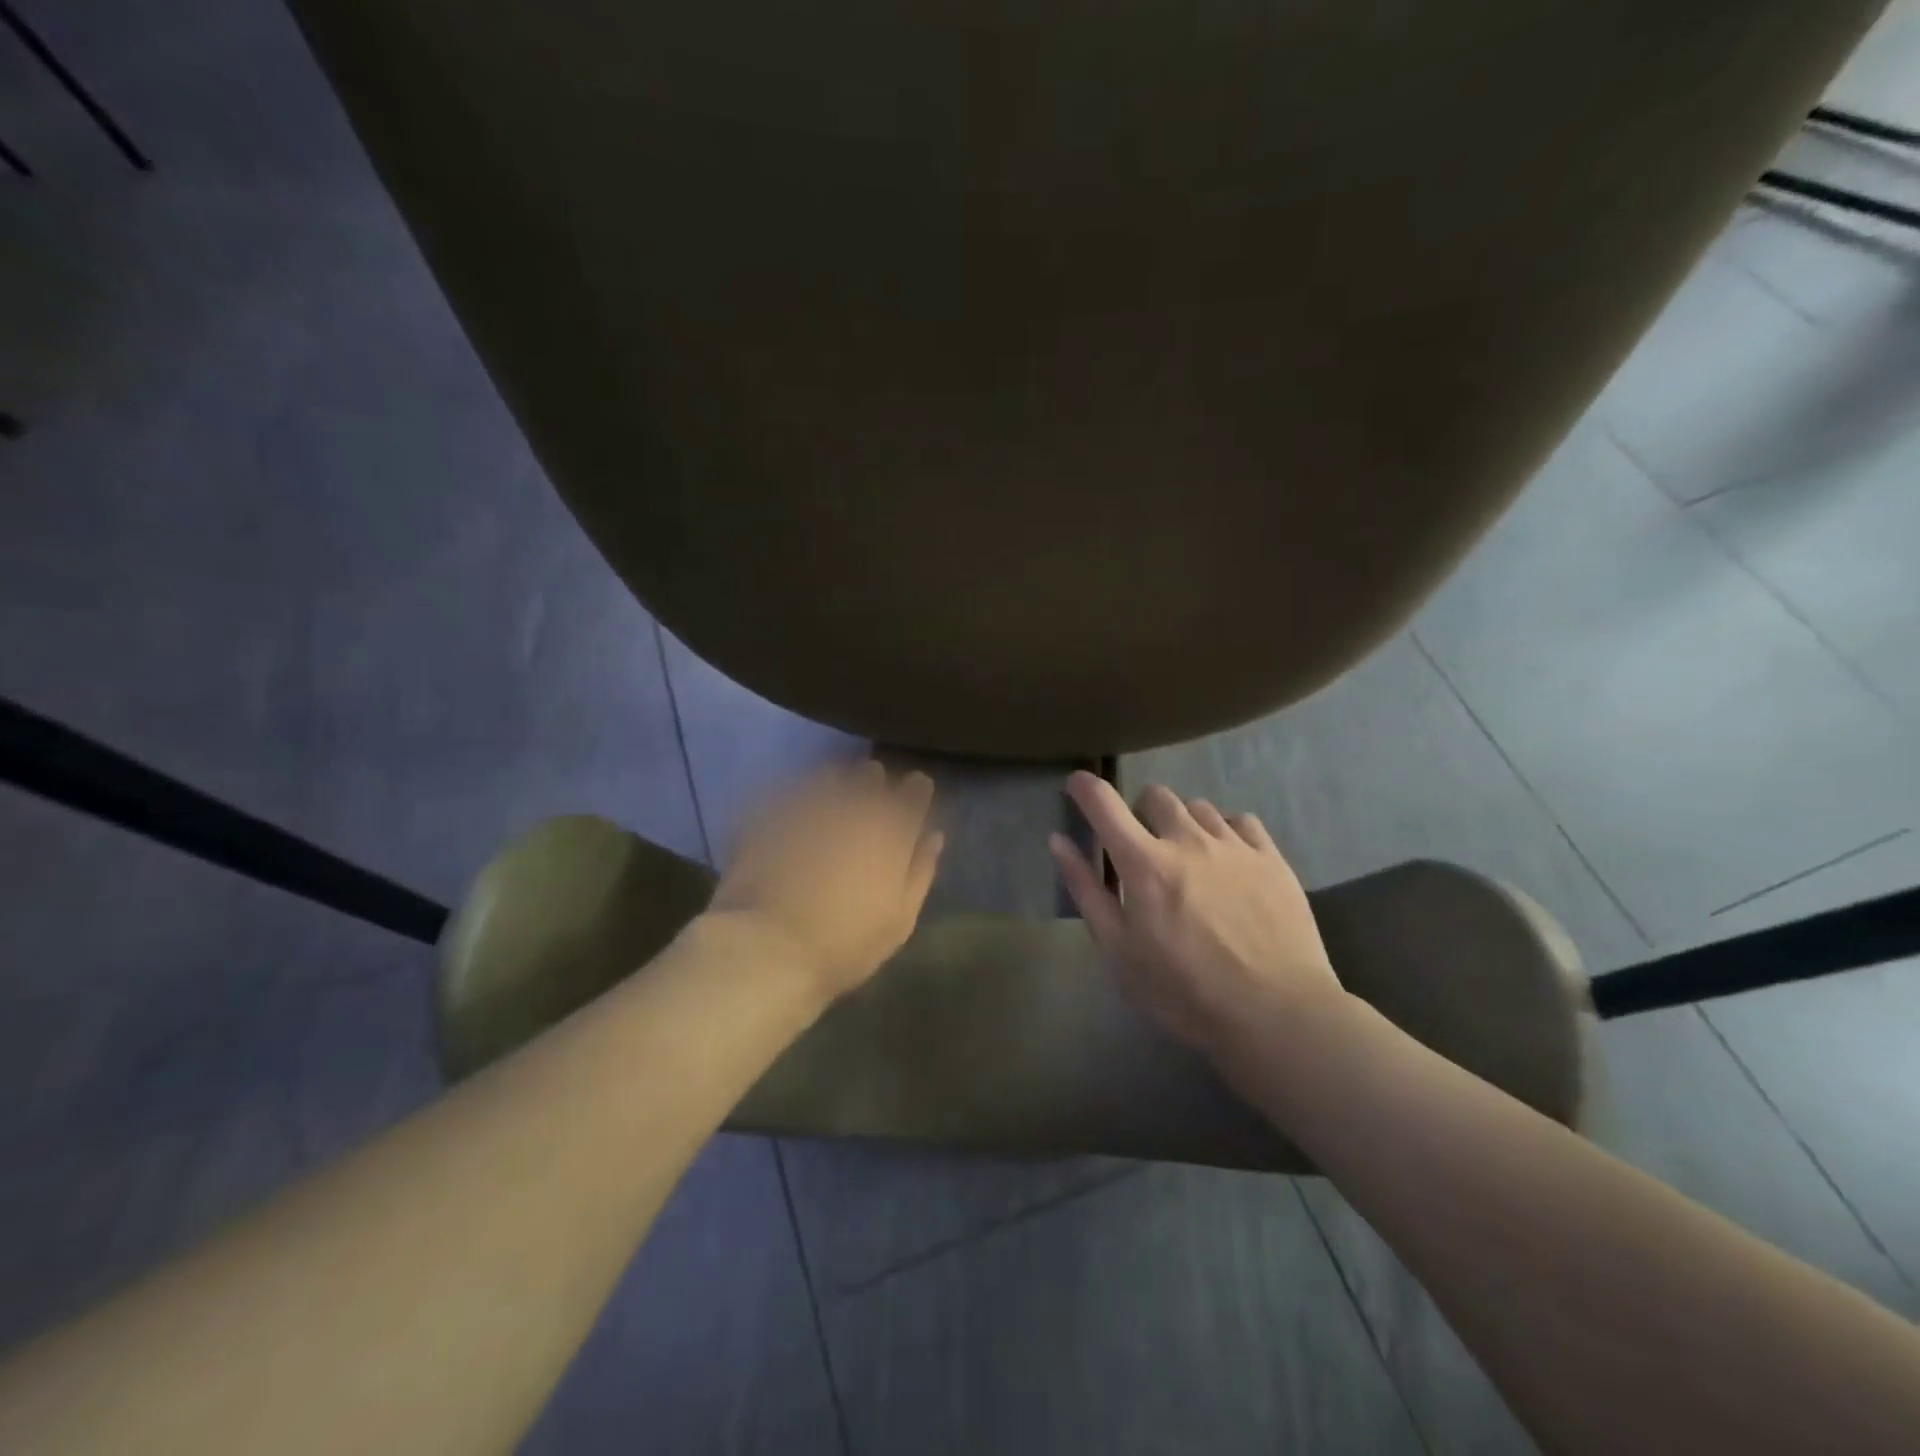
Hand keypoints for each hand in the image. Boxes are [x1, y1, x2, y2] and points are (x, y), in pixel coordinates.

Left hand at [707, 761, 944, 1001]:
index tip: (916, 790)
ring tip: (833, 797)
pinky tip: (796, 811)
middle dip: (874, 781)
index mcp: (892, 833)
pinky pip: (792, 790)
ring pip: (831, 777)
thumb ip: (920, 871)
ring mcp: (810, 806)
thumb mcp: (899, 920)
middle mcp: (854, 808)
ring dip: (837, 782)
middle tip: (871, 791)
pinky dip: (799, 794)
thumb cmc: (845, 945)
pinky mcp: (771, 813)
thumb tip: (934, 836)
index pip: (914, 793)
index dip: (917, 788)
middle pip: (870, 777)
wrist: (768, 948)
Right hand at [1049, 771, 1343, 1055]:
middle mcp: (1187, 840)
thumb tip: (1058, 841)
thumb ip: (1086, 890)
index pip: (1104, 805)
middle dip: (1139, 811)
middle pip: (1155, 796)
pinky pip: (1241, 821)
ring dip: (1181, 822)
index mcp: (1144, 863)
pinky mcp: (1271, 858)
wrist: (1276, 1015)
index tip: (1075, 785)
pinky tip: (1227, 859)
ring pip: (1198, 806)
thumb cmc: (1183, 991)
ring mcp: (1234, 845)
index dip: (1084, 788)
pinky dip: (1224, 831)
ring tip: (1186, 856)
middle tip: (1141, 846)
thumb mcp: (1119, 950)